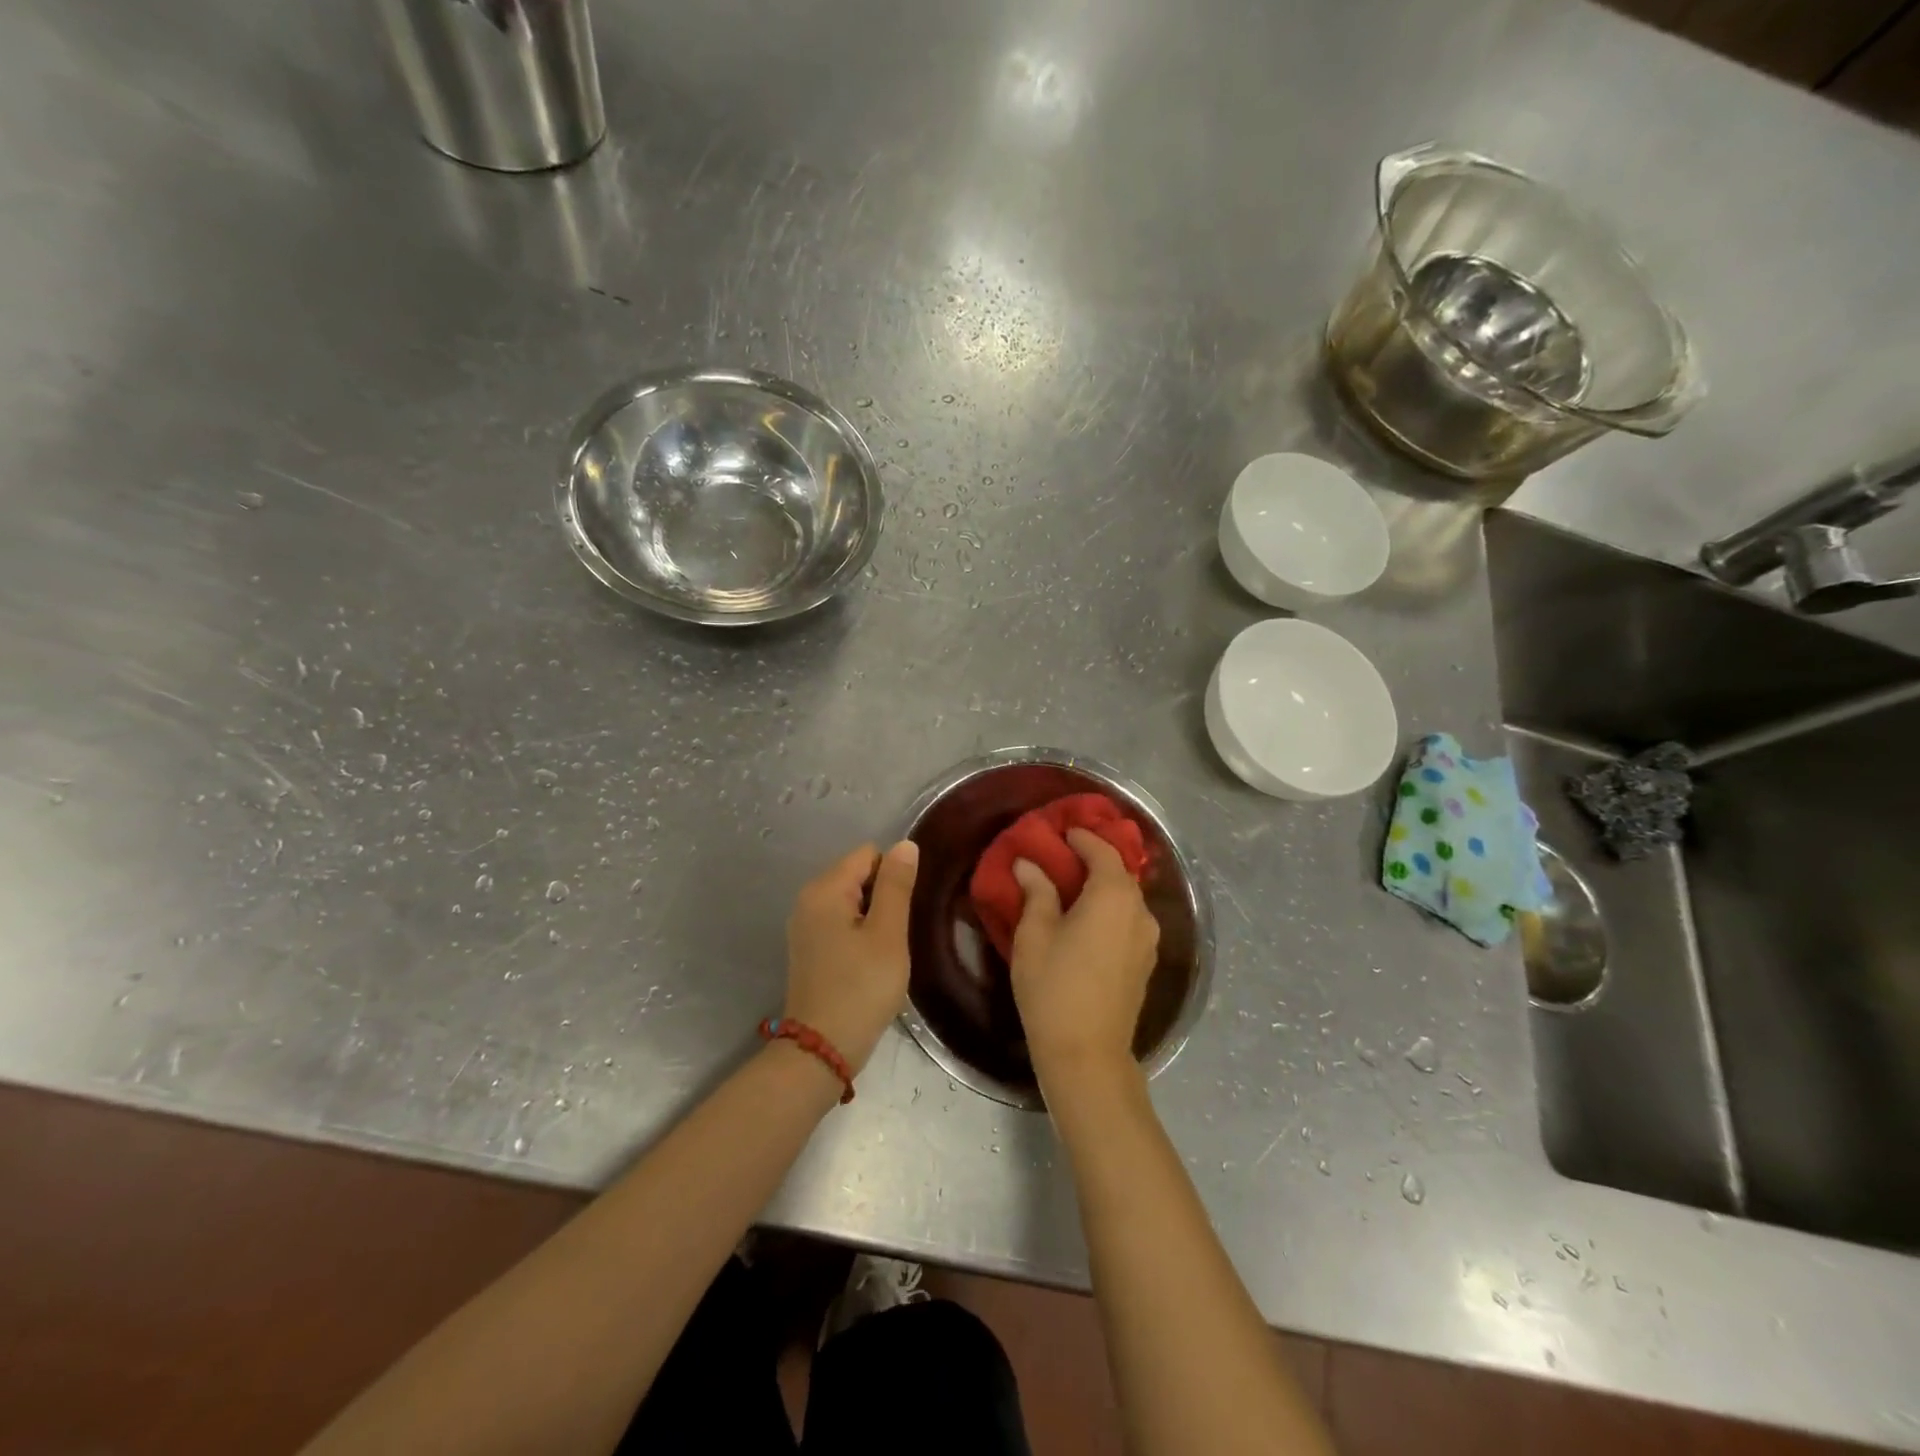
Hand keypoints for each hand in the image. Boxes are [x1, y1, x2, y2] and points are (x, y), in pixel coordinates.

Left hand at [782, 840, 919, 1074]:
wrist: (822, 1049)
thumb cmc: (861, 987)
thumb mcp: (888, 934)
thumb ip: (896, 885)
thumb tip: (905, 845)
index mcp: (825, 889)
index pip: (869, 854)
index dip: (894, 876)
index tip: (904, 912)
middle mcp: (808, 899)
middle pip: (858, 874)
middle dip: (884, 896)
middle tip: (897, 935)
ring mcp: (805, 924)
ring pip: (852, 900)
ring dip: (874, 918)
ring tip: (886, 950)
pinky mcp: (809, 947)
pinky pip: (841, 922)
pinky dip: (859, 933)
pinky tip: (869, 962)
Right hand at [1009, 828, 1159, 1090]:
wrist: (1087, 1054)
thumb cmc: (1054, 987)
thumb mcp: (1035, 934)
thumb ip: (1037, 892)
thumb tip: (1029, 864)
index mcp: (1114, 896)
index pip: (1102, 851)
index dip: (1082, 838)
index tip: (1062, 831)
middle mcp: (1140, 911)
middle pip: (1119, 873)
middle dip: (1093, 860)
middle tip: (1061, 857)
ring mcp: (1148, 939)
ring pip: (1125, 899)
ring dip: (1102, 887)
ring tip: (1070, 888)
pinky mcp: (1145, 963)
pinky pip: (1128, 921)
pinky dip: (1109, 910)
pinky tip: (1086, 920)